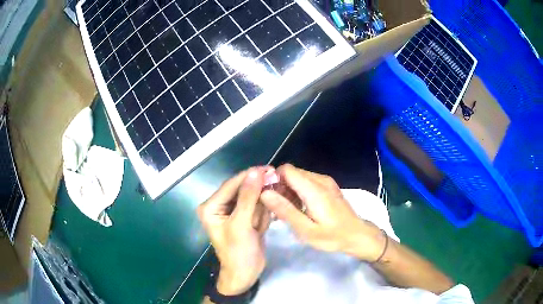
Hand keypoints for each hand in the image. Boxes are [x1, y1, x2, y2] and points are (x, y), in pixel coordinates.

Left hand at [197, 167, 270, 294]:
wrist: (245, 275)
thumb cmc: (238, 253)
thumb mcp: (241, 225)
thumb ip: (248, 198)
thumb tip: (256, 172)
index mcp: (211, 207)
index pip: (231, 185)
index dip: (249, 176)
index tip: (269, 168)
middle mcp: (220, 206)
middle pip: (242, 190)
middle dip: (258, 193)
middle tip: (274, 190)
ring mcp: (234, 212)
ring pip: (252, 198)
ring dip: (261, 207)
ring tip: (261, 222)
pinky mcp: (245, 218)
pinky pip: (257, 208)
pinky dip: (263, 215)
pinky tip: (260, 228)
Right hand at [260, 164, 385, 260]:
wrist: (357, 235)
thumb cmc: (332, 236)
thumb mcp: (306, 230)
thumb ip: (285, 211)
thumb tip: (265, 193)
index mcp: (314, 189)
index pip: (286, 170)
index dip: (274, 180)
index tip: (269, 197)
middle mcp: (320, 180)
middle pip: (292, 172)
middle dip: (280, 186)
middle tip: (277, 208)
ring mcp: (326, 182)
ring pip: (298, 177)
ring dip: (288, 190)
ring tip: (287, 210)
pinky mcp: (328, 186)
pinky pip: (307, 181)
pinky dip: (298, 191)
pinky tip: (299, 208)